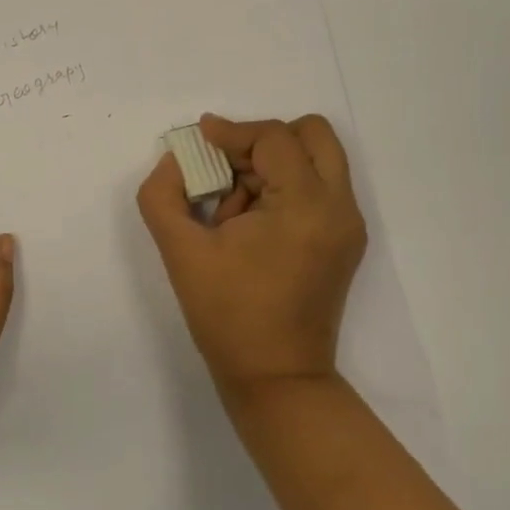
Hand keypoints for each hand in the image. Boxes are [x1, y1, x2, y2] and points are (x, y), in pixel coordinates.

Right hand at [136, 114, 366, 398]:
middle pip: (312, 135)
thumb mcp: (180, 251)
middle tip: (226, 167)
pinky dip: (284, 189)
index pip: (273, 138)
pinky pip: (317, 190)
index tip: (198, 140)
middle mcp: (339, 206)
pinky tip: (249, 225)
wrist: (276, 378)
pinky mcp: (344, 243)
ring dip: (272, 166)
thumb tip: (176, 162)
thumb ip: (163, 196)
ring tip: (232, 209)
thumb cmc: (228, 314)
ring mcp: (347, 226)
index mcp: (306, 204)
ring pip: (316, 160)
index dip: (231, 132)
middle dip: (263, 140)